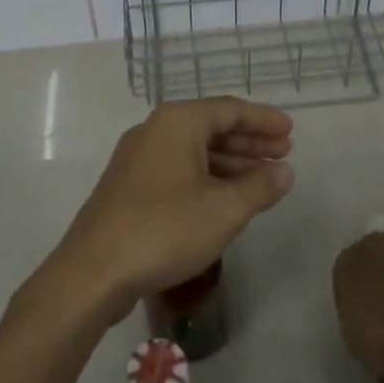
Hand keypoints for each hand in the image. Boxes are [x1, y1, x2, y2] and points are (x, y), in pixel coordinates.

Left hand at [45, 98, 294, 316]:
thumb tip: (284, 171)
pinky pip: (178, 169)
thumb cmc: (164, 229)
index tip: (290, 131)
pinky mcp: (129, 186)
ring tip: (262, 176)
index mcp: (178, 122)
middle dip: (249, 140)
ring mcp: (138, 158)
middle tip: (283, 153)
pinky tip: (225, 197)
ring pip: (194, 150)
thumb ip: (260, 186)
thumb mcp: (224, 209)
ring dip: (230, 160)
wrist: (93, 272)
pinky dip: (207, 176)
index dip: (264, 120)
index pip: (230, 109)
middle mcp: (155, 130)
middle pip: (211, 126)